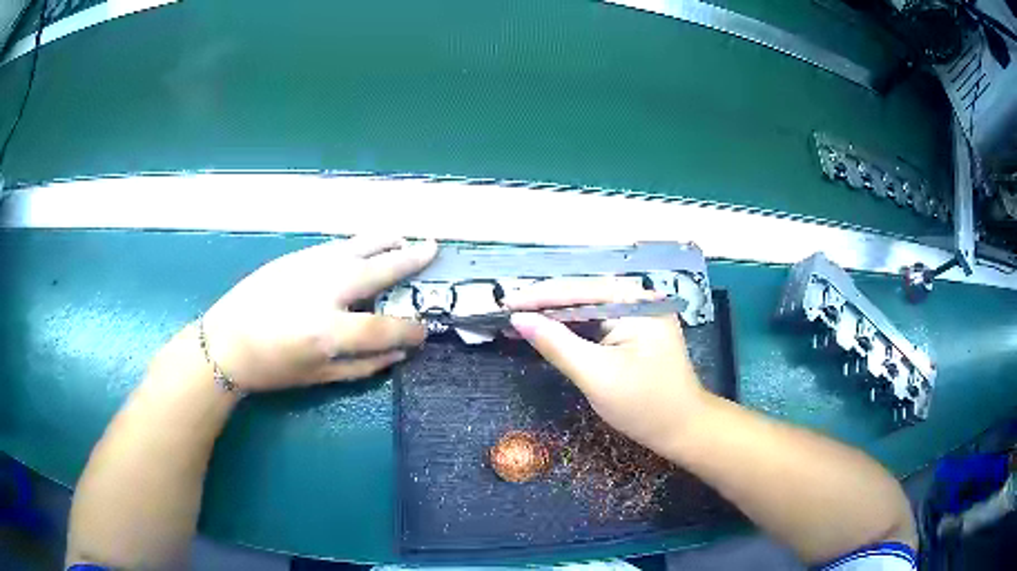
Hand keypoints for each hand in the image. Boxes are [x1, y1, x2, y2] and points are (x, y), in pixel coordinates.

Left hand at [200, 236, 437, 391]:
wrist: (226, 341)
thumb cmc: (271, 368)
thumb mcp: (318, 378)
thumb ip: (362, 367)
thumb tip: (398, 354)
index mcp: (327, 332)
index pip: (383, 328)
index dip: (409, 330)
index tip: (423, 330)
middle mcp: (324, 292)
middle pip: (377, 271)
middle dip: (409, 261)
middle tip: (433, 250)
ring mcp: (309, 268)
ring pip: (357, 247)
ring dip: (386, 241)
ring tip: (406, 237)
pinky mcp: (297, 257)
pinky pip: (337, 246)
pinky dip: (359, 244)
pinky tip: (369, 244)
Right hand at [504, 280, 706, 451]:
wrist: (683, 429)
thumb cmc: (645, 405)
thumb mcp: (596, 376)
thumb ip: (557, 344)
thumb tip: (518, 320)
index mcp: (636, 303)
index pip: (578, 290)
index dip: (538, 297)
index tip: (504, 303)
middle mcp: (638, 300)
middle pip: (582, 295)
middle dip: (544, 304)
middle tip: (505, 312)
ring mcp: (637, 315)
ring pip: (586, 309)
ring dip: (553, 317)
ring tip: (517, 320)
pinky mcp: (633, 332)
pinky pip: (596, 324)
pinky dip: (570, 330)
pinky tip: (546, 332)